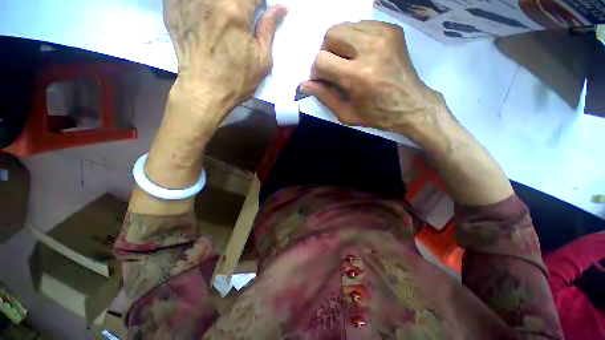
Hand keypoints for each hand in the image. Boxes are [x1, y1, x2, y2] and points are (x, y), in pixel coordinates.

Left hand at [163, 0, 286, 112]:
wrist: (205, 92)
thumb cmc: (237, 80)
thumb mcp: (261, 61)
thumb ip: (269, 30)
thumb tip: (280, 8)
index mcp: (235, 11)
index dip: (259, 1)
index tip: (259, 9)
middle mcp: (210, 0)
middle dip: (241, 4)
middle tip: (242, 18)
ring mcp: (188, 1)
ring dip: (222, 6)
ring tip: (224, 21)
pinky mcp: (173, 8)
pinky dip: (199, 5)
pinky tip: (204, 16)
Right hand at [300, 21, 444, 135]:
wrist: (411, 105)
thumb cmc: (377, 114)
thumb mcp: (347, 114)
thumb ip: (325, 97)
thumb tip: (304, 85)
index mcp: (358, 76)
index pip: (321, 61)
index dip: (317, 72)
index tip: (323, 81)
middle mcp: (370, 49)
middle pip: (331, 35)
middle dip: (326, 53)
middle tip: (335, 69)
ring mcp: (383, 35)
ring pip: (344, 27)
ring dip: (339, 45)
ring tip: (348, 62)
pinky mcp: (391, 29)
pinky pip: (360, 25)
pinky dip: (354, 39)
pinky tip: (360, 54)